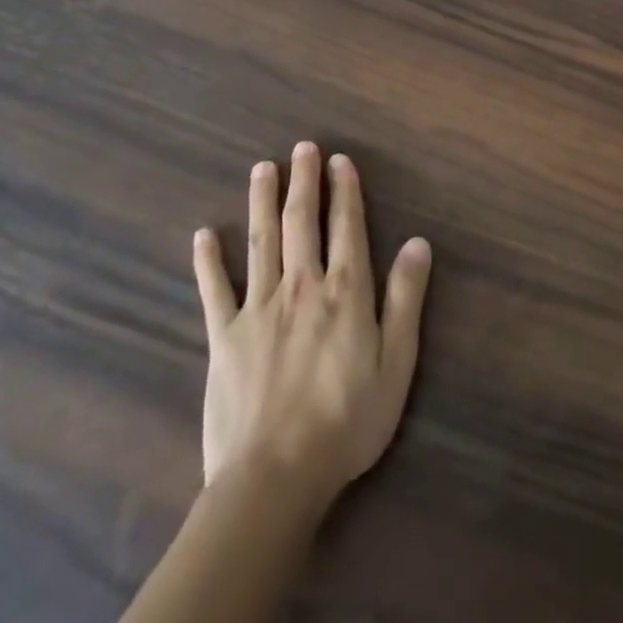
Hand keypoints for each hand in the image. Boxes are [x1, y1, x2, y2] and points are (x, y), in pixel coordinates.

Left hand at [192, 142, 431, 503]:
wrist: (276, 474)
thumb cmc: (348, 419)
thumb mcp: (397, 360)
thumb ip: (406, 297)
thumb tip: (418, 242)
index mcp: (346, 291)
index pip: (346, 227)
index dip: (345, 191)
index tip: (340, 160)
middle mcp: (301, 286)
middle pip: (302, 222)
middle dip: (304, 181)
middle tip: (302, 147)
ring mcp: (258, 309)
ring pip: (261, 242)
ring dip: (263, 202)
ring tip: (263, 169)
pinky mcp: (224, 337)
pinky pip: (214, 290)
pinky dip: (208, 260)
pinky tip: (204, 235)